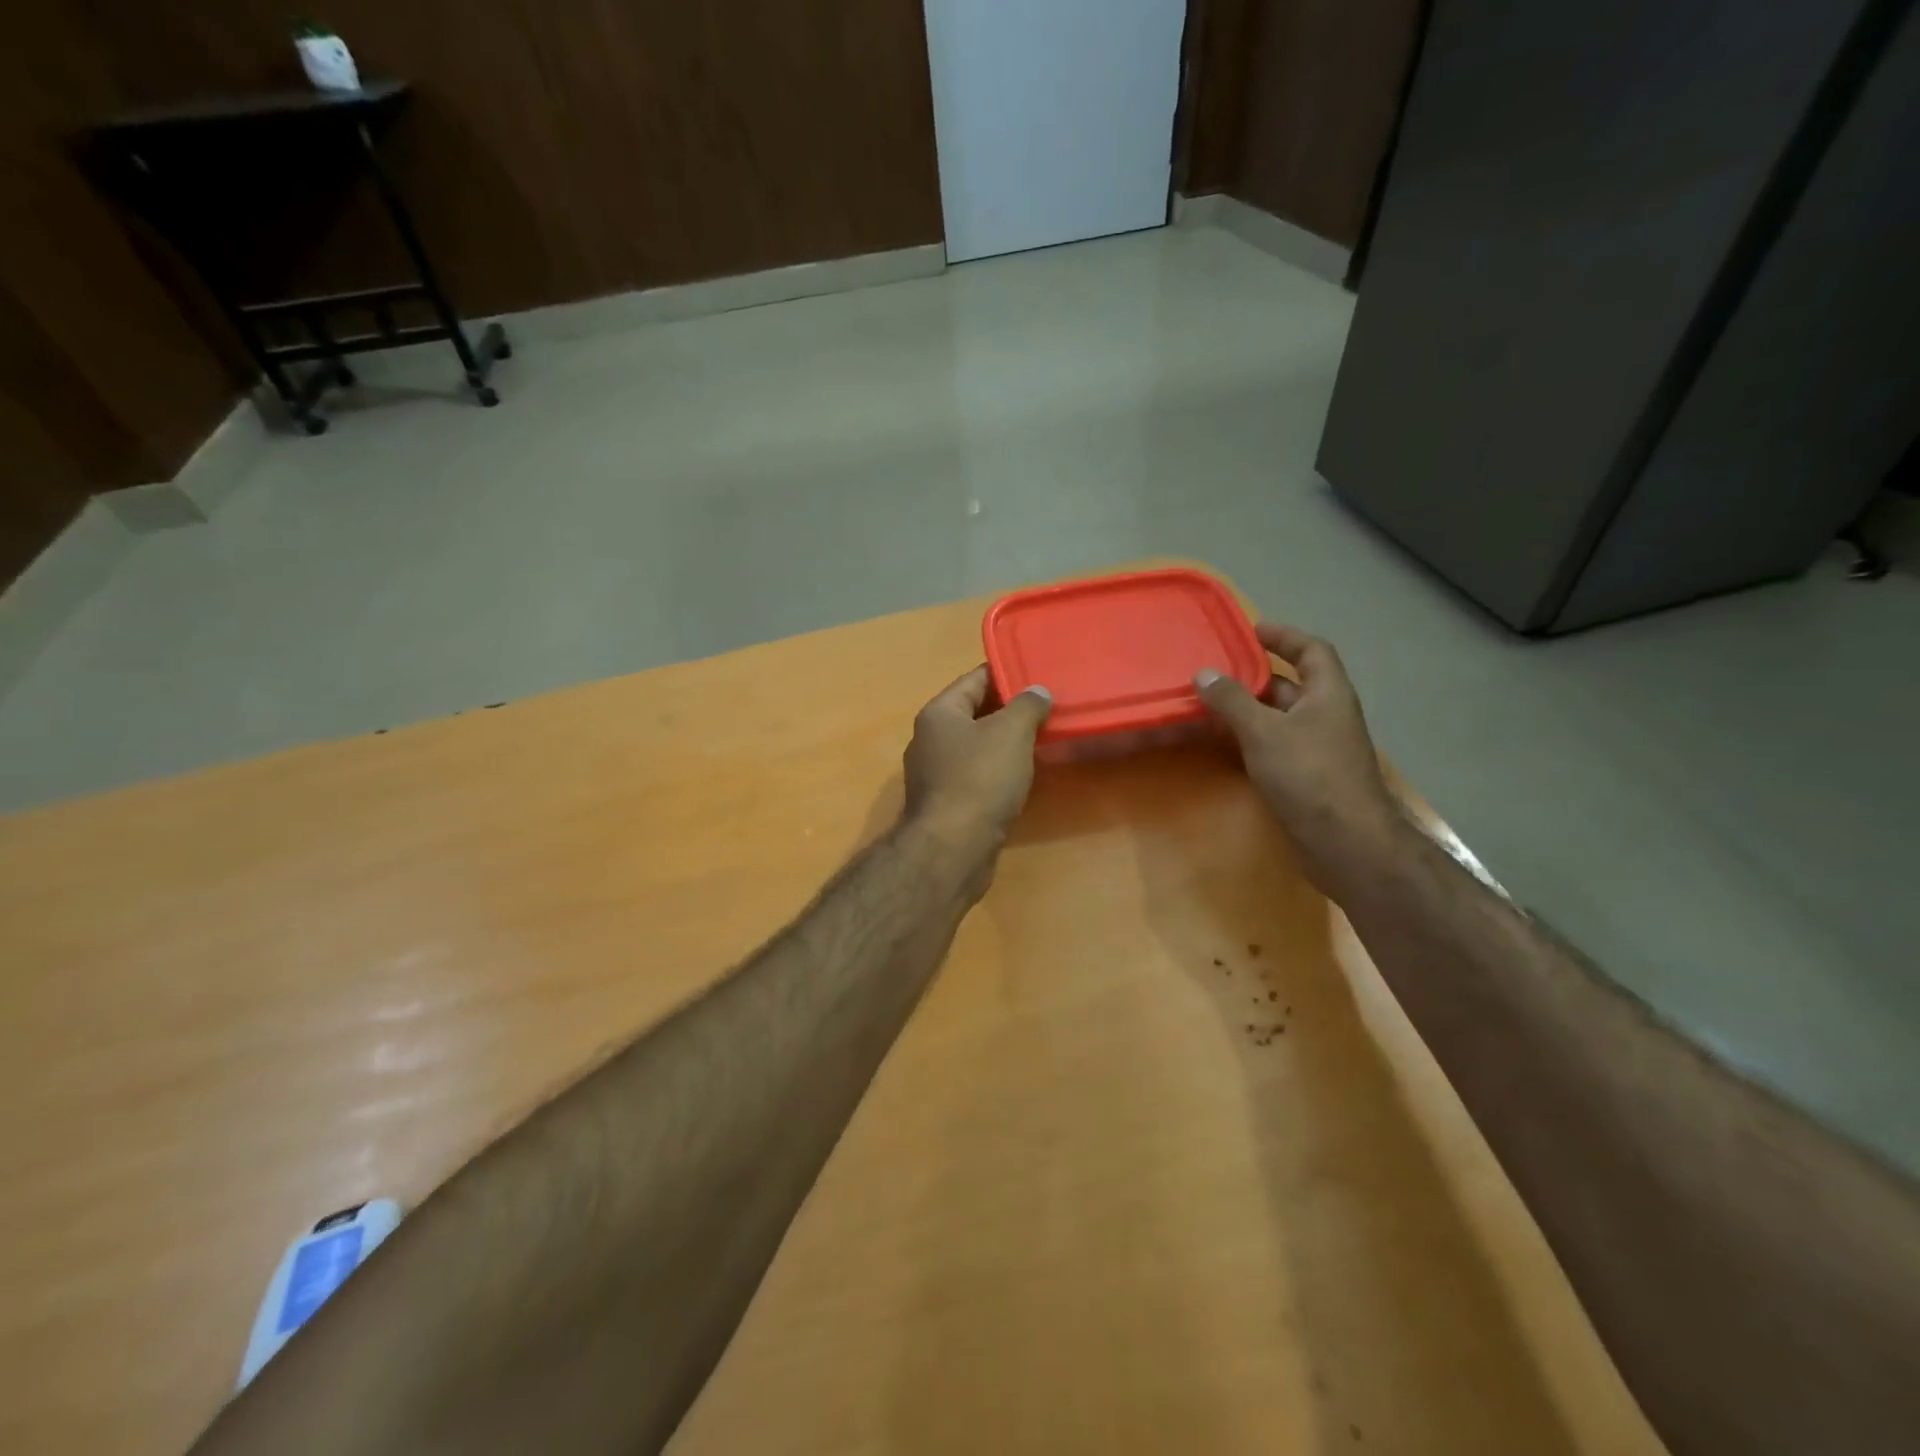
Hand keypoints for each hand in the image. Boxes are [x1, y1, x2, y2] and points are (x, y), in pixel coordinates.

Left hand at [903, 666, 1051, 853]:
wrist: (953, 848)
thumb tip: (1037, 691)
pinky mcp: (946, 804)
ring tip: (1042, 737)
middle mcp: (930, 739)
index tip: (1038, 673)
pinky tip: (1022, 775)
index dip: (1006, 673)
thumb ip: (1027, 705)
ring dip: (1005, 742)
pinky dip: (998, 770)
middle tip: (1047, 706)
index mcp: (939, 713)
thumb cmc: (980, 779)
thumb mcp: (1011, 732)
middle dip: (1009, 709)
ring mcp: (935, 774)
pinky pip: (976, 775)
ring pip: (976, 746)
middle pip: (974, 713)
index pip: (974, 679)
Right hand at [1195, 624, 1404, 890]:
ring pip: (1282, 717)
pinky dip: (1252, 738)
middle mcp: (1328, 716)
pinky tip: (1226, 743)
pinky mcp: (1308, 776)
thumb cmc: (1309, 775)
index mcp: (1328, 694)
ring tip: (1211, 704)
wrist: (1345, 841)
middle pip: (1293, 684)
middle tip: (1216, 671)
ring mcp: (1319, 748)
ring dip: (1251, 709)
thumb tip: (1203, 673)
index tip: (1251, 631)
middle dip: (1256, 676)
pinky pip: (1277, 744)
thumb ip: (1232, 701)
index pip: (1312, 650)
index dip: (1284, 636)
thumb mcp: (1264, 731)